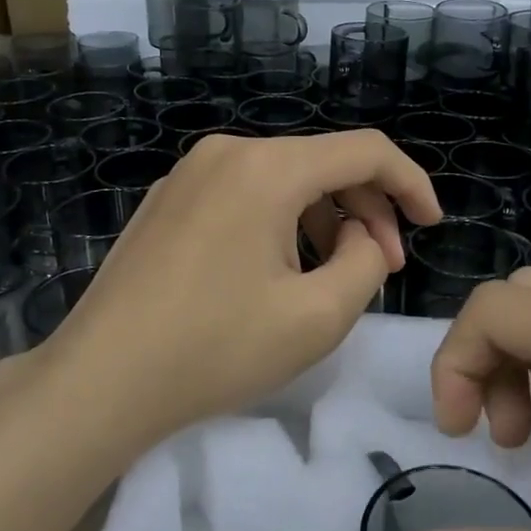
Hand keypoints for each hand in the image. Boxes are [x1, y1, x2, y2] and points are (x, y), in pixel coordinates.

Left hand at [32, 131, 440, 445]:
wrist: (99, 380)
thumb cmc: (215, 349)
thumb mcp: (317, 317)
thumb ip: (365, 263)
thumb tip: (359, 236)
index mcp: (267, 167)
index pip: (365, 151)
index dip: (410, 184)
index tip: (431, 226)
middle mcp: (227, 152)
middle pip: (321, 163)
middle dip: (365, 210)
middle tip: (383, 267)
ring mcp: (189, 172)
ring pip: (282, 179)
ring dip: (322, 218)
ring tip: (331, 276)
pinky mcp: (167, 199)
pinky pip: (244, 193)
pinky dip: (279, 221)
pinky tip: (277, 270)